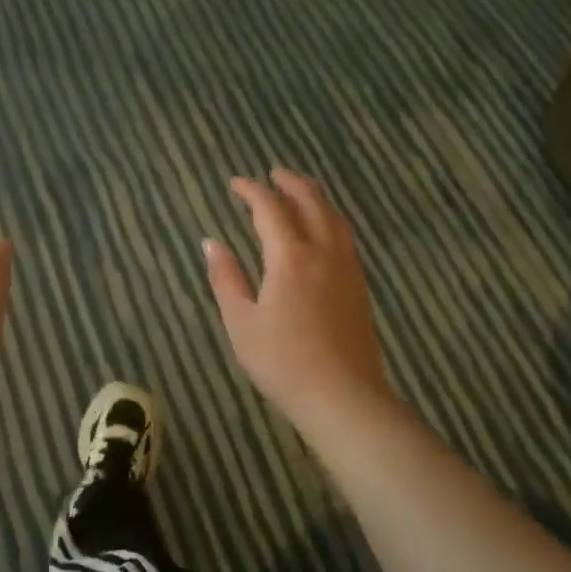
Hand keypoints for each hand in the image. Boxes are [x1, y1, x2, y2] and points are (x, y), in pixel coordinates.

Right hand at [204, 169, 389, 430]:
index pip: (270, 208)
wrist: (344, 397)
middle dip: (290, 183)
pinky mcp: (359, 285)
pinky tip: (323, 230)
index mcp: (290, 257)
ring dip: (314, 197)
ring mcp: (346, 268)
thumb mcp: (241, 322)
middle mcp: (323, 252)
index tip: (236, 183)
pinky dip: (330, 219)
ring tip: (300, 191)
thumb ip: (226, 278)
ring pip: (333, 217)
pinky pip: (345, 236)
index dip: (252, 191)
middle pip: (310, 202)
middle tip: (273, 174)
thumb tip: (211, 242)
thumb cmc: (283, 362)